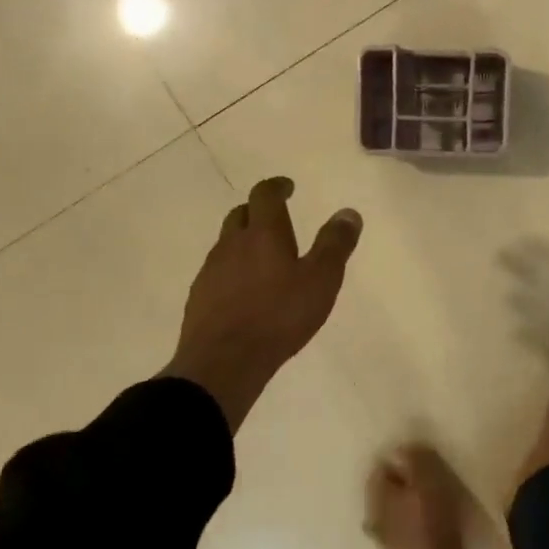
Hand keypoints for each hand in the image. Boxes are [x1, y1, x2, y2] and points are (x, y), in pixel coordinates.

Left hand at [162, 177, 362, 431]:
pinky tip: (245, 290)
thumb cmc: (279, 316)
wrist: (223, 362)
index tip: (288, 187)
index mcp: (263, 233)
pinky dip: (233, 269)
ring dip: (244, 241)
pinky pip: (218, 271)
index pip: (265, 195)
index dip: (277, 187)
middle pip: (241, 214)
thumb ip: (335, 245)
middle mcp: (232, 244)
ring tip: (264, 257)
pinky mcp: (199, 297)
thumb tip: (348, 212)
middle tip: (277, 218)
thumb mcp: (321, 280)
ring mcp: (211, 271)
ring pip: (227, 243)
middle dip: (258, 211)